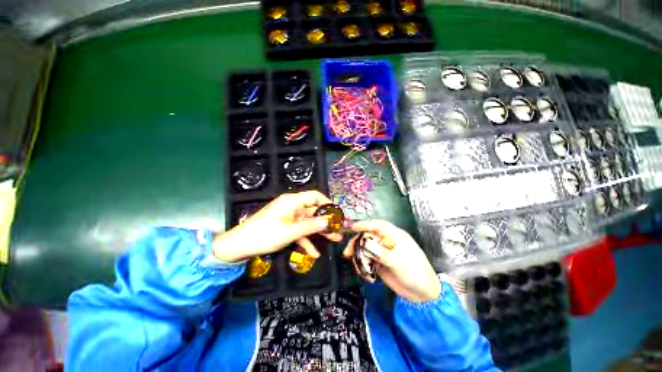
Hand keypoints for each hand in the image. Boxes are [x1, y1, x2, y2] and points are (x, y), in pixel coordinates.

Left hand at [213, 191, 342, 262]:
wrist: (239, 246)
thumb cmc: (265, 235)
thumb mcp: (290, 232)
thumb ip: (311, 226)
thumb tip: (328, 221)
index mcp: (292, 201)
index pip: (315, 196)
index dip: (327, 203)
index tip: (336, 214)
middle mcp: (292, 206)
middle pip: (313, 211)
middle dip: (326, 221)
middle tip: (338, 230)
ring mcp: (289, 216)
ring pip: (308, 222)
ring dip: (319, 231)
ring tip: (334, 240)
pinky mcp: (285, 225)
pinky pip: (299, 230)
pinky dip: (306, 239)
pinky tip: (314, 253)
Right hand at [343, 220, 440, 302]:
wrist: (422, 294)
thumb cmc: (415, 272)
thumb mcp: (398, 261)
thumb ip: (380, 252)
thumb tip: (363, 243)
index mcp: (394, 235)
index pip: (377, 225)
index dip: (363, 224)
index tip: (351, 227)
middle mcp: (386, 241)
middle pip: (367, 236)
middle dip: (356, 242)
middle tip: (348, 252)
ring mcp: (382, 252)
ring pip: (364, 248)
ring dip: (358, 255)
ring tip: (354, 263)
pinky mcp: (378, 262)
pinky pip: (366, 259)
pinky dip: (362, 264)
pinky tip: (363, 272)